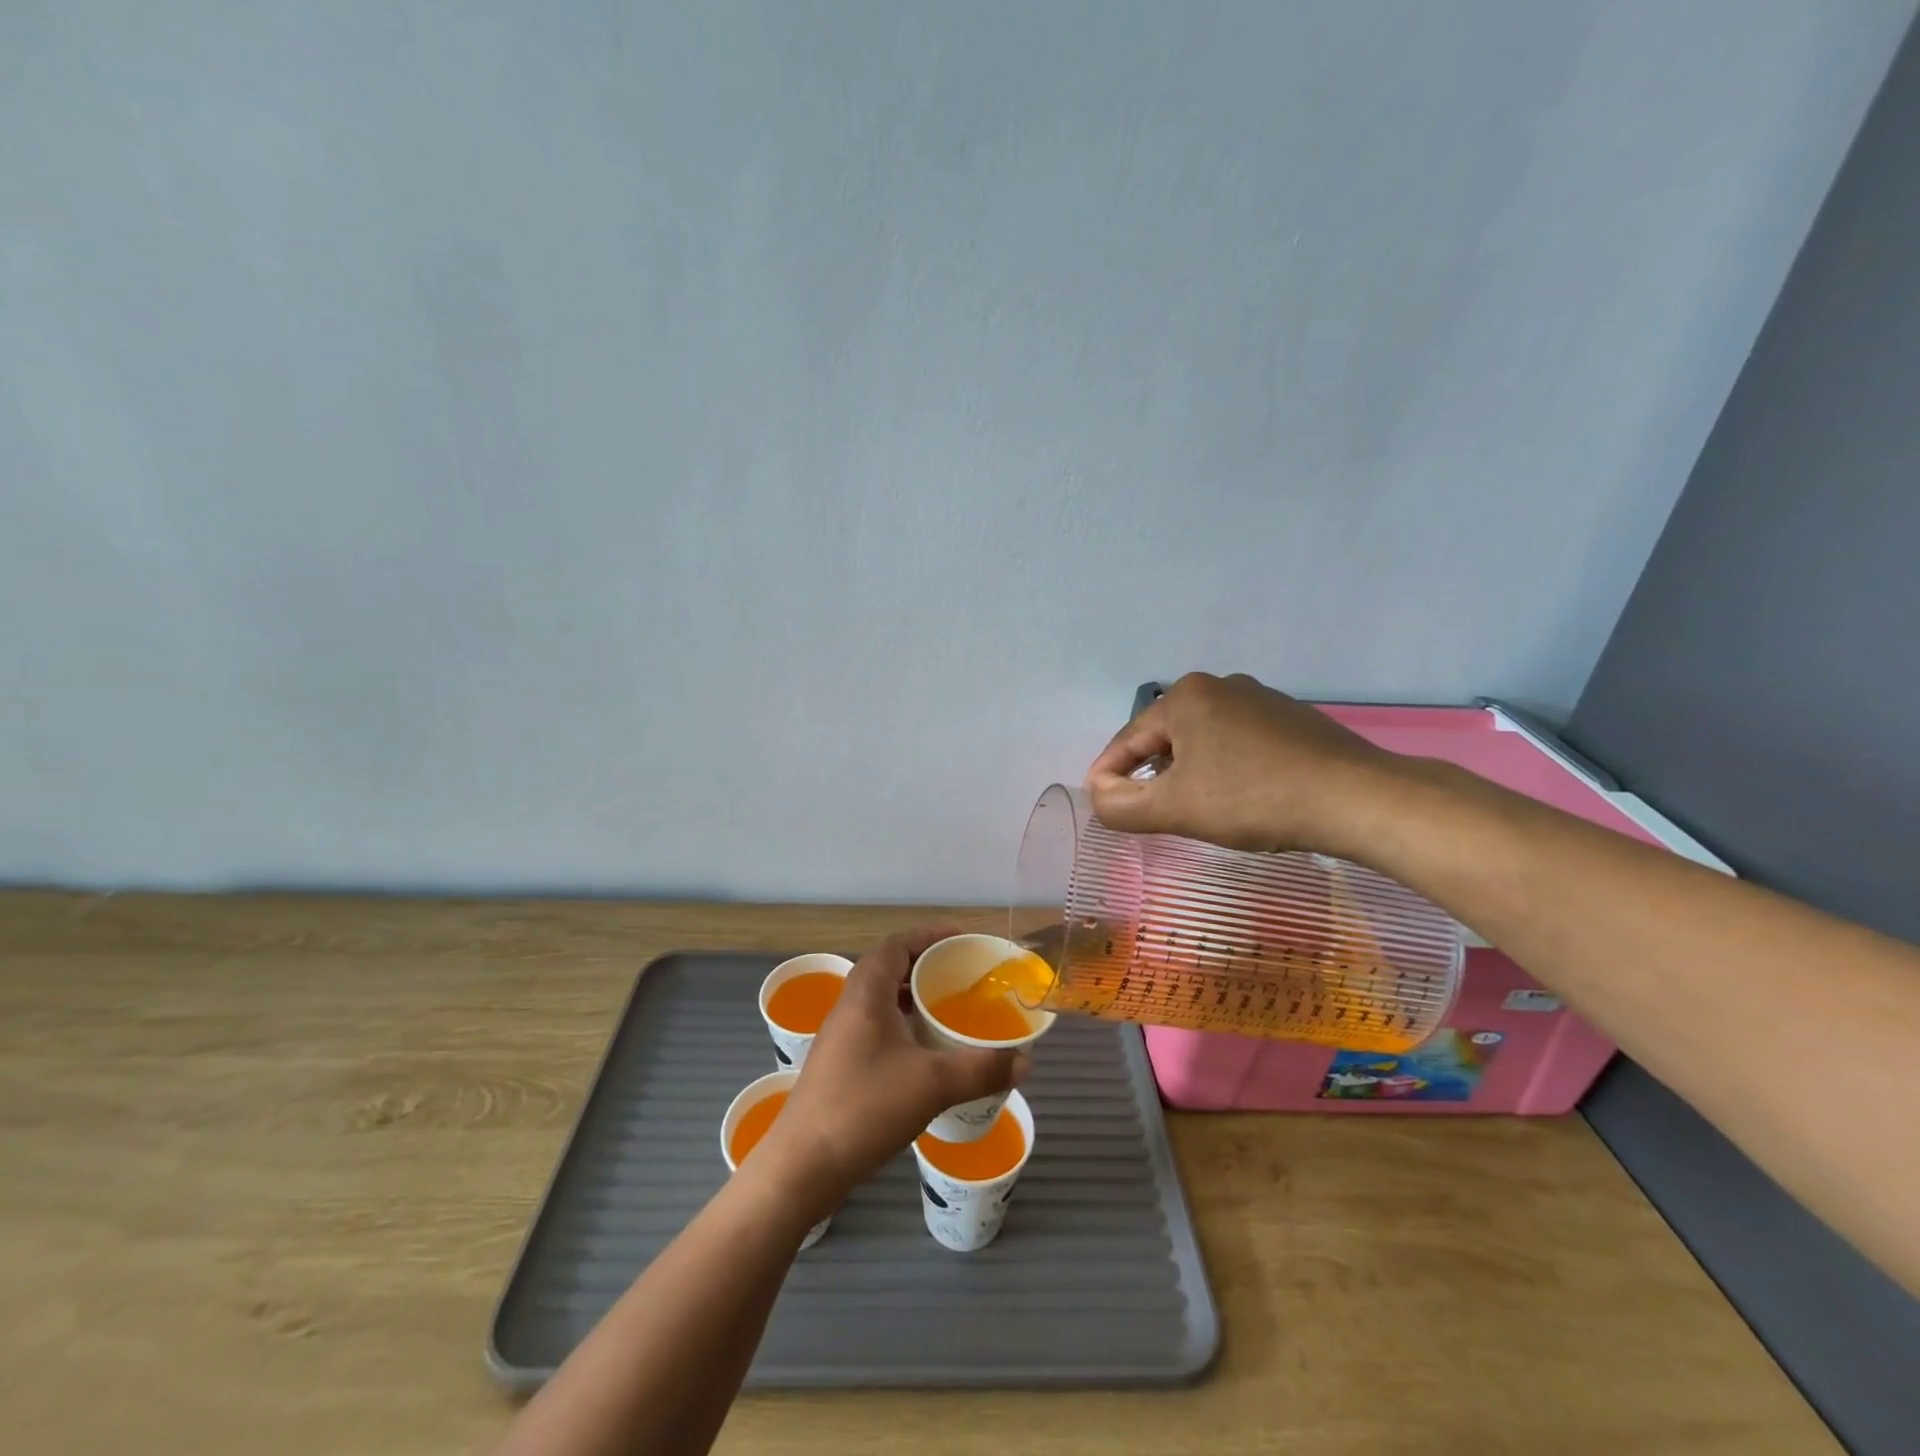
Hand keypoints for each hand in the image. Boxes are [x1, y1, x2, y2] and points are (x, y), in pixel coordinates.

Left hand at [758, 927, 1025, 1216]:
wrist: (802, 1166)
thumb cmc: (864, 1107)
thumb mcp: (932, 1085)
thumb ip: (982, 1069)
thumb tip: (1026, 1062)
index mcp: (866, 993)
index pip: (897, 944)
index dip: (929, 935)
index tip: (962, 940)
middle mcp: (850, 1005)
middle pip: (890, 967)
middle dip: (926, 965)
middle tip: (963, 975)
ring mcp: (841, 1036)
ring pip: (882, 1000)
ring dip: (913, 997)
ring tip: (950, 1009)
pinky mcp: (840, 1064)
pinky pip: (877, 1026)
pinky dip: (903, 1025)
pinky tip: (925, 1052)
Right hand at [1086, 672, 1395, 853]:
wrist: (1355, 798)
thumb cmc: (1251, 798)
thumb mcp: (1175, 808)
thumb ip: (1120, 805)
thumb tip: (1099, 794)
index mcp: (1185, 697)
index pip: (1128, 740)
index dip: (1107, 775)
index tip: (1100, 804)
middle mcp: (1219, 687)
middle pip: (1165, 738)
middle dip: (1150, 775)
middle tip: (1147, 812)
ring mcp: (1260, 700)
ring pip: (1202, 741)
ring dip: (1187, 773)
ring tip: (1191, 809)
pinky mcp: (1291, 720)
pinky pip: (1237, 743)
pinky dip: (1223, 768)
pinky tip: (1237, 797)